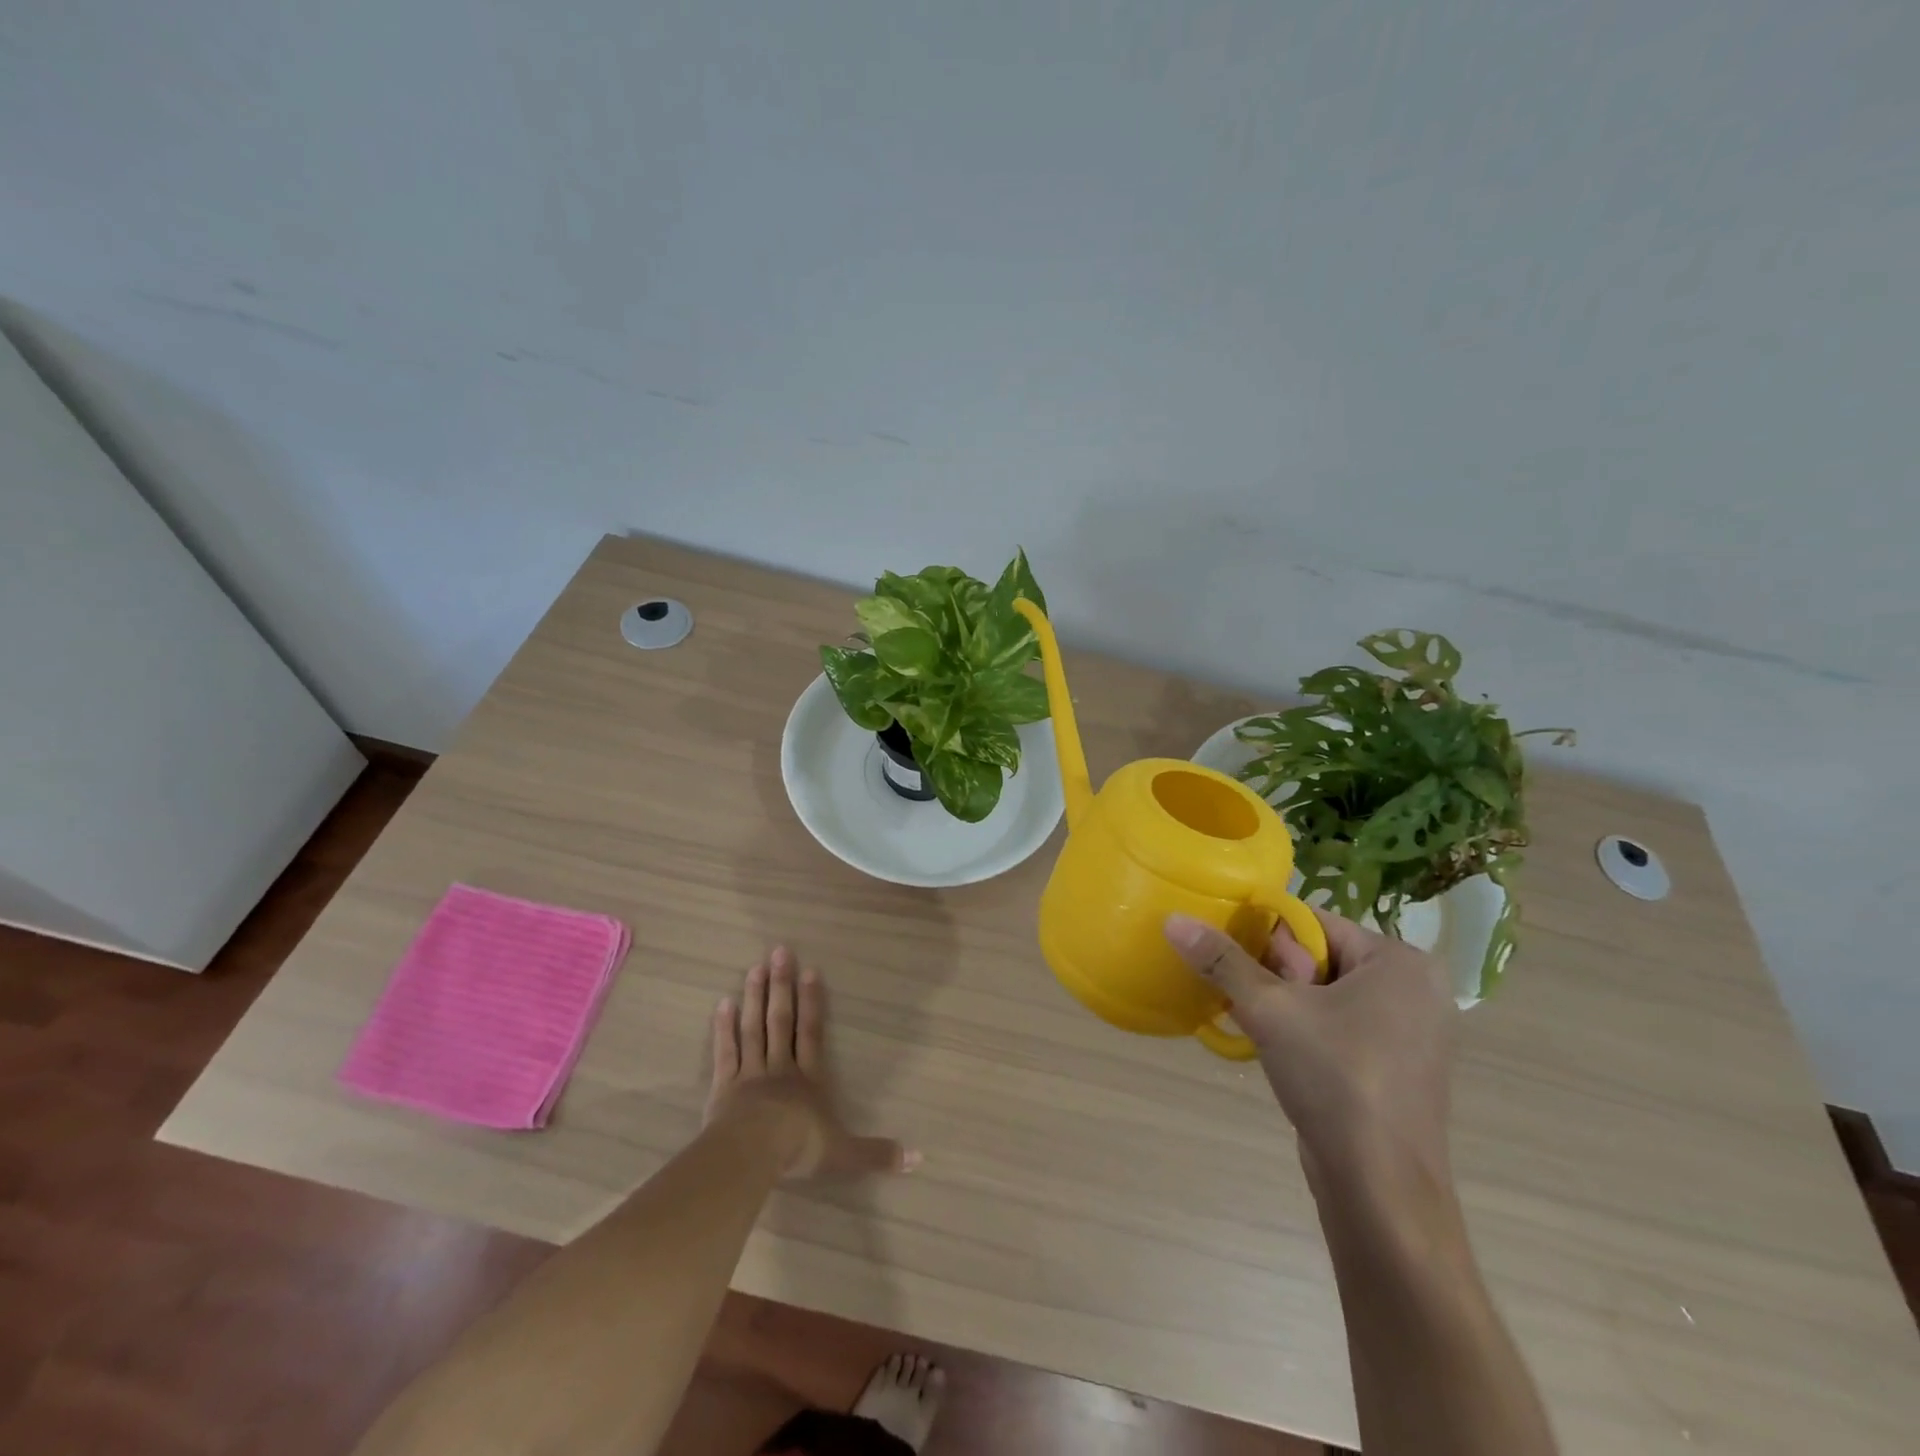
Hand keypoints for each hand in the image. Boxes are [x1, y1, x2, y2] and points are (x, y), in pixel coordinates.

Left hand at [705, 946, 919, 1178]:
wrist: (753, 1153)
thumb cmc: (799, 1148)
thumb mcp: (844, 1155)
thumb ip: (876, 1154)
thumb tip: (918, 1158)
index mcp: (808, 1080)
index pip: (811, 1033)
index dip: (812, 1002)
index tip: (810, 970)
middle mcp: (780, 1068)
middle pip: (781, 1021)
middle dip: (781, 986)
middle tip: (779, 952)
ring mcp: (750, 1074)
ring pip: (753, 1029)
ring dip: (755, 998)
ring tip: (755, 968)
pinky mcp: (724, 1087)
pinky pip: (725, 1052)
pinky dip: (724, 1028)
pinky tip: (722, 1004)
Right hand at [1164, 907, 1456, 1190]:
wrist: (1381, 1189)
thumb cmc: (1335, 1079)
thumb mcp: (1270, 1010)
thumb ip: (1222, 960)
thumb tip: (1173, 919)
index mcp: (1400, 961)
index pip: (1315, 923)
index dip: (1268, 939)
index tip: (1239, 966)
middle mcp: (1416, 988)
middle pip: (1321, 957)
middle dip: (1276, 976)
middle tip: (1256, 1007)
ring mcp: (1414, 1032)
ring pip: (1328, 994)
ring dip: (1286, 1005)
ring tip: (1258, 1026)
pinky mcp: (1401, 1068)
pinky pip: (1342, 1026)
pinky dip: (1307, 1030)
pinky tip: (1280, 1052)